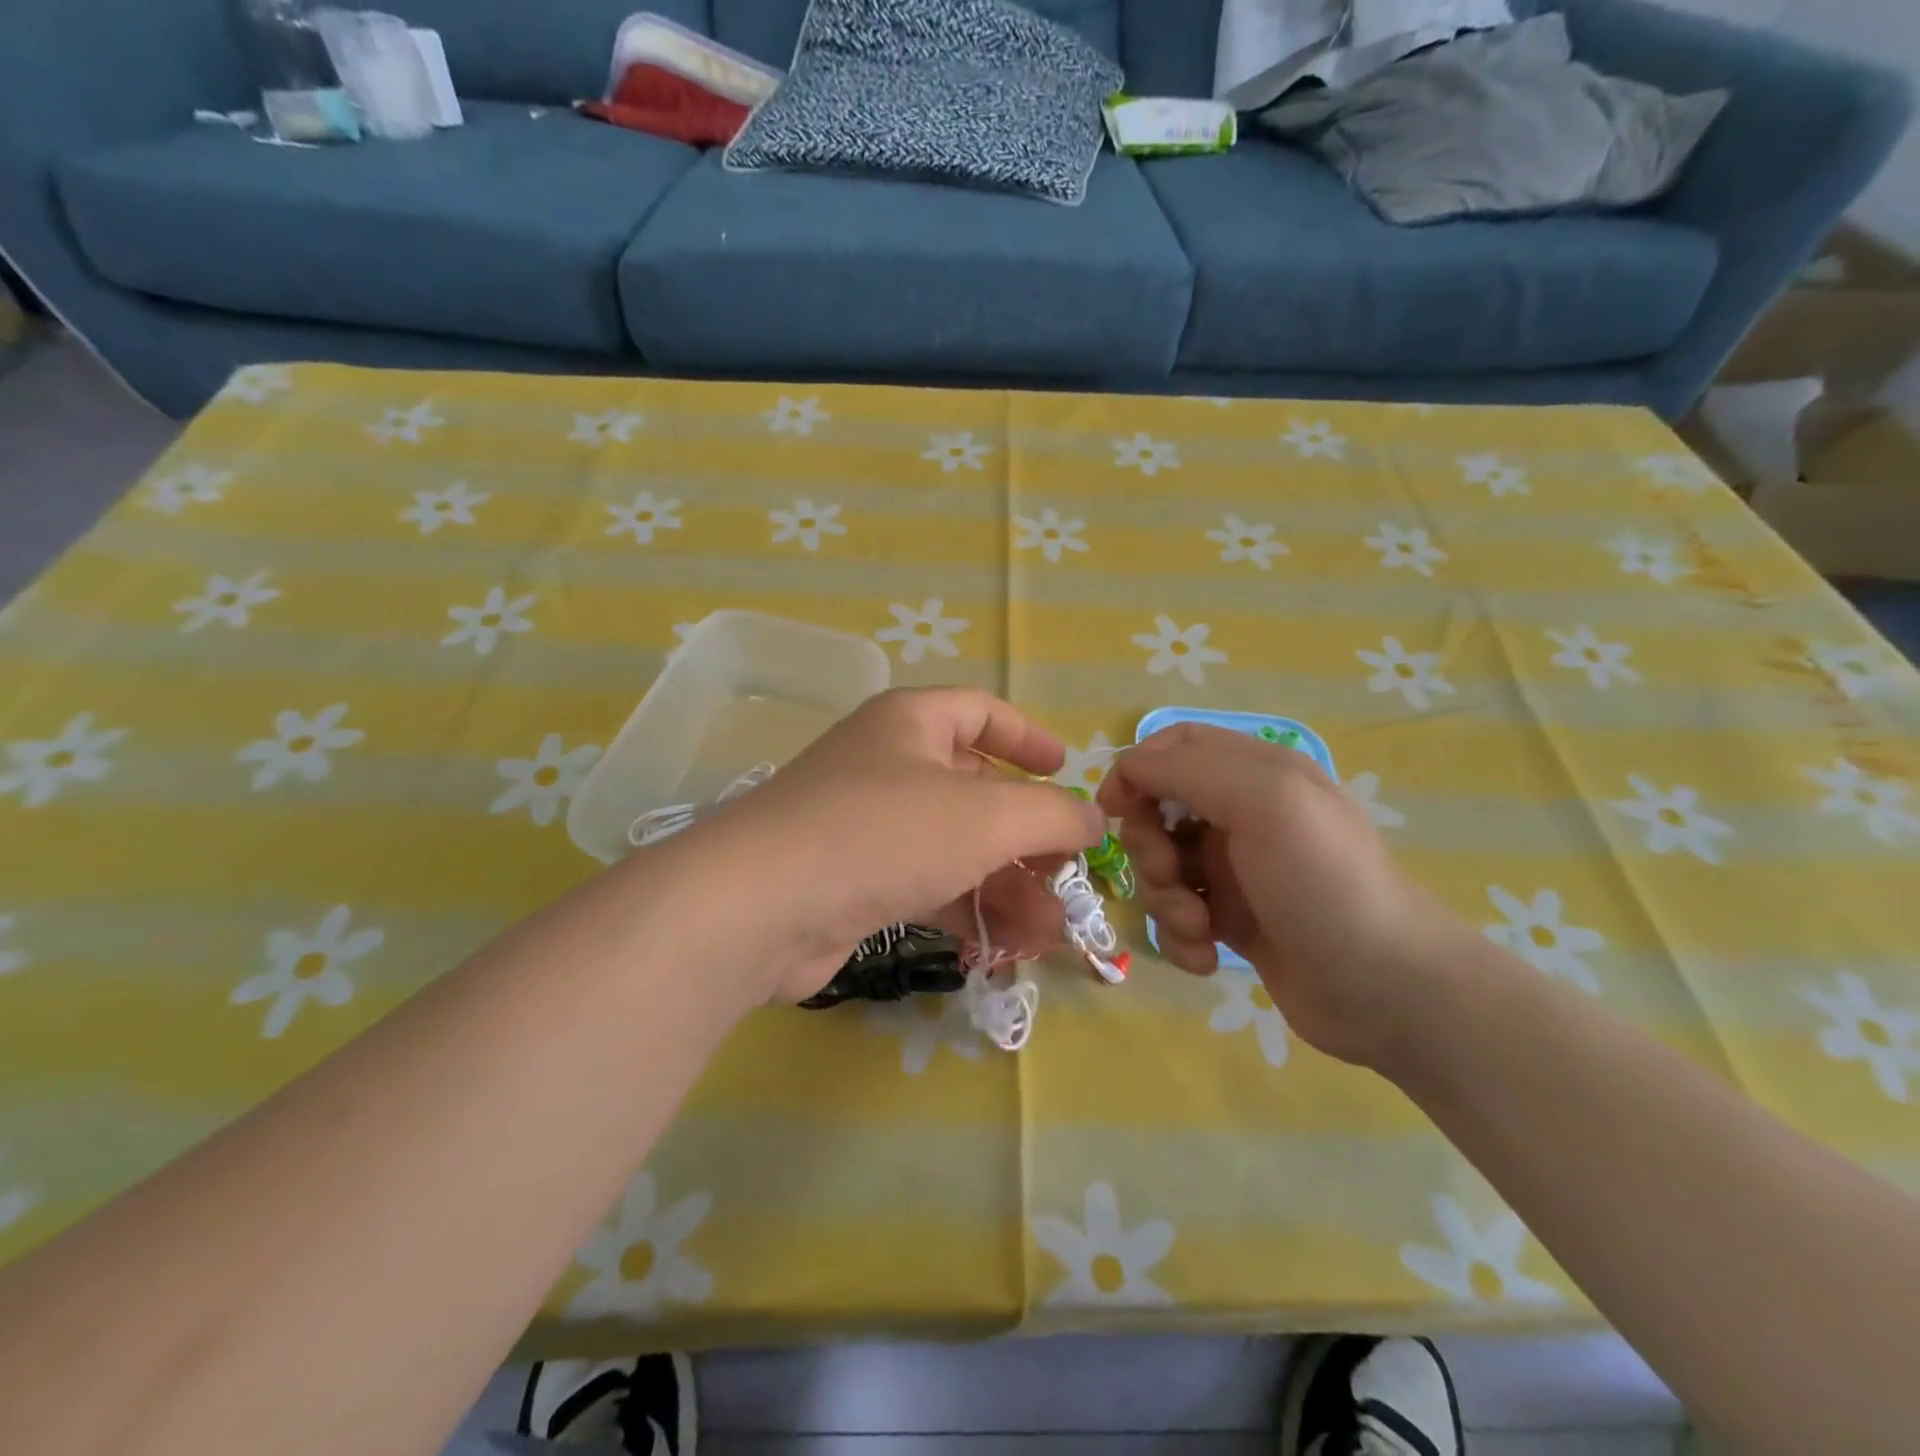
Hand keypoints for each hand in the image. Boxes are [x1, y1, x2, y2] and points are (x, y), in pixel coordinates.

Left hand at [682, 688, 1105, 1003]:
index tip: (1066, 769)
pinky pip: (924, 885)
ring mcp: (865, 825)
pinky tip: (1001, 947)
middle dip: (1027, 836)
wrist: (760, 908)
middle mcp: (886, 764)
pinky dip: (965, 909)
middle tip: (1067, 875)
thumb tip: (1092, 819)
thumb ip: (1052, 814)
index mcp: (911, 723)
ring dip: (1005, 885)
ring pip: (954, 847)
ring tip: (1049, 932)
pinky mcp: (852, 881)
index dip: (1027, 737)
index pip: (980, 711)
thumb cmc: (883, 833)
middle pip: (975, 790)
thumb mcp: (986, 816)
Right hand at [1098, 723, 1460, 1067]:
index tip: (1115, 808)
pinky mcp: (1233, 922)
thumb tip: (1126, 769)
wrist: (1387, 989)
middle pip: (1158, 810)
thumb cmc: (1322, 881)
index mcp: (1255, 773)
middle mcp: (1242, 815)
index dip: (1137, 769)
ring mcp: (1236, 871)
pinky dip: (1182, 936)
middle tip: (1172, 875)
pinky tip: (1208, 956)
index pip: (1175, 746)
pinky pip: (1179, 917)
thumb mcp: (1262, 800)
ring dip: (1165, 899)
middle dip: (1149, 846)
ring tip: (1200, 927)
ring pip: (1162, 868)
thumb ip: (1187, 769)